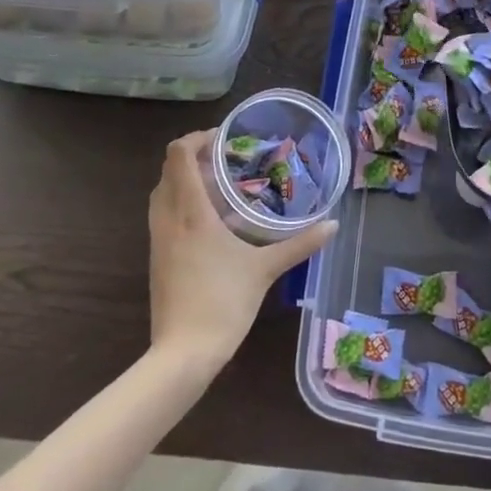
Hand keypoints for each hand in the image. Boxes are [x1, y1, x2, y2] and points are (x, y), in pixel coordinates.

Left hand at [148, 131, 335, 375]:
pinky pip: (164, 214)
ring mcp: (158, 239)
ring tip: (221, 187)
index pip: (178, 154)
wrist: (183, 353)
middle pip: (168, 170)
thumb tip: (332, 225)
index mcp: (190, 211)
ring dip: (186, 181)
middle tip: (227, 161)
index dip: (197, 138)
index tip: (224, 139)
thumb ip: (299, 244)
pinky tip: (212, 222)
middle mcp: (168, 218)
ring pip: (163, 193)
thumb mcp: (265, 269)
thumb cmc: (223, 302)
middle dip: (194, 158)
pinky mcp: (157, 257)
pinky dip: (182, 204)